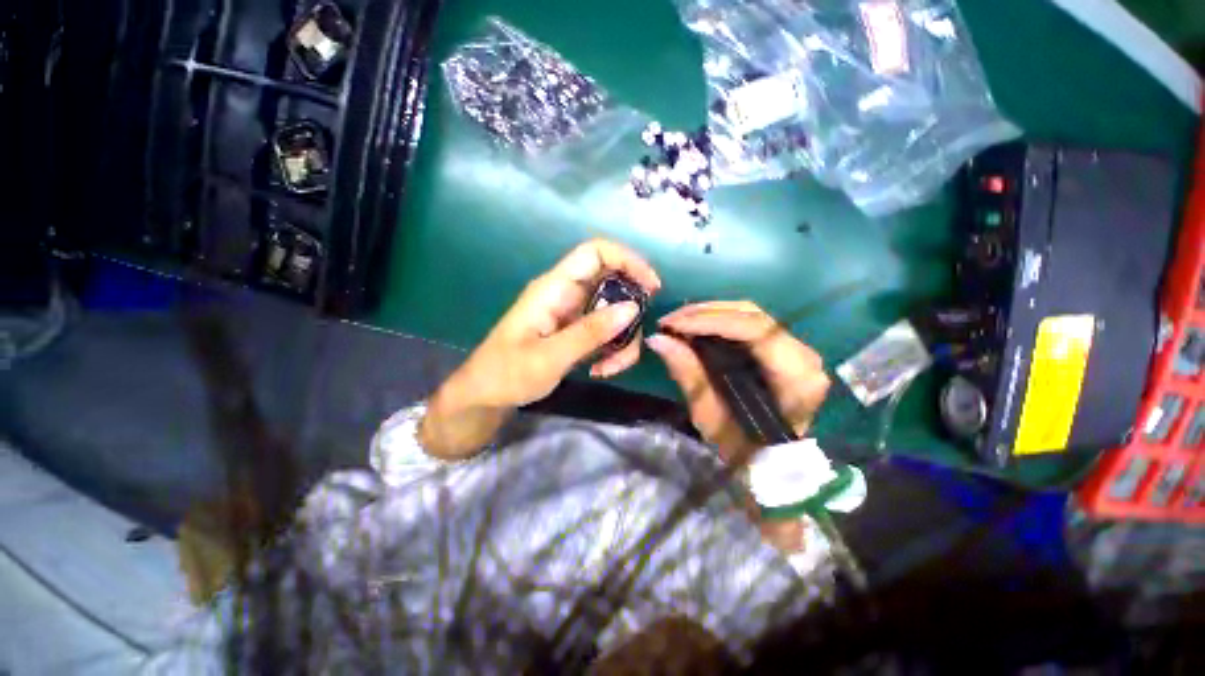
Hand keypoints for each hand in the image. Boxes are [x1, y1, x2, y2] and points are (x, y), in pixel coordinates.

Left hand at [420, 239, 660, 457]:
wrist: (486, 395)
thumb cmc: (508, 373)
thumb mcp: (550, 356)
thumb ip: (591, 332)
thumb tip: (633, 308)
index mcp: (554, 288)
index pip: (595, 252)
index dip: (627, 259)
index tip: (651, 287)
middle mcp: (567, 294)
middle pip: (613, 284)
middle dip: (629, 313)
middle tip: (632, 340)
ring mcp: (573, 314)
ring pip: (613, 312)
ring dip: (622, 339)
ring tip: (610, 368)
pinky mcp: (576, 331)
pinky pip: (605, 331)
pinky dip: (612, 349)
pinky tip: (601, 370)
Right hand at [646, 301, 829, 462]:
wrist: (767, 462)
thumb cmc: (742, 447)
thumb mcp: (710, 415)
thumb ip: (688, 373)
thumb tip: (657, 339)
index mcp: (795, 375)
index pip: (752, 330)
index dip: (708, 322)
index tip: (671, 324)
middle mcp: (802, 354)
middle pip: (751, 315)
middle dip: (704, 314)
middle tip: (669, 321)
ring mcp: (795, 348)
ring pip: (748, 314)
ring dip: (708, 314)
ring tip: (676, 322)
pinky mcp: (781, 348)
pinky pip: (747, 324)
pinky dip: (717, 322)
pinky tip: (694, 326)